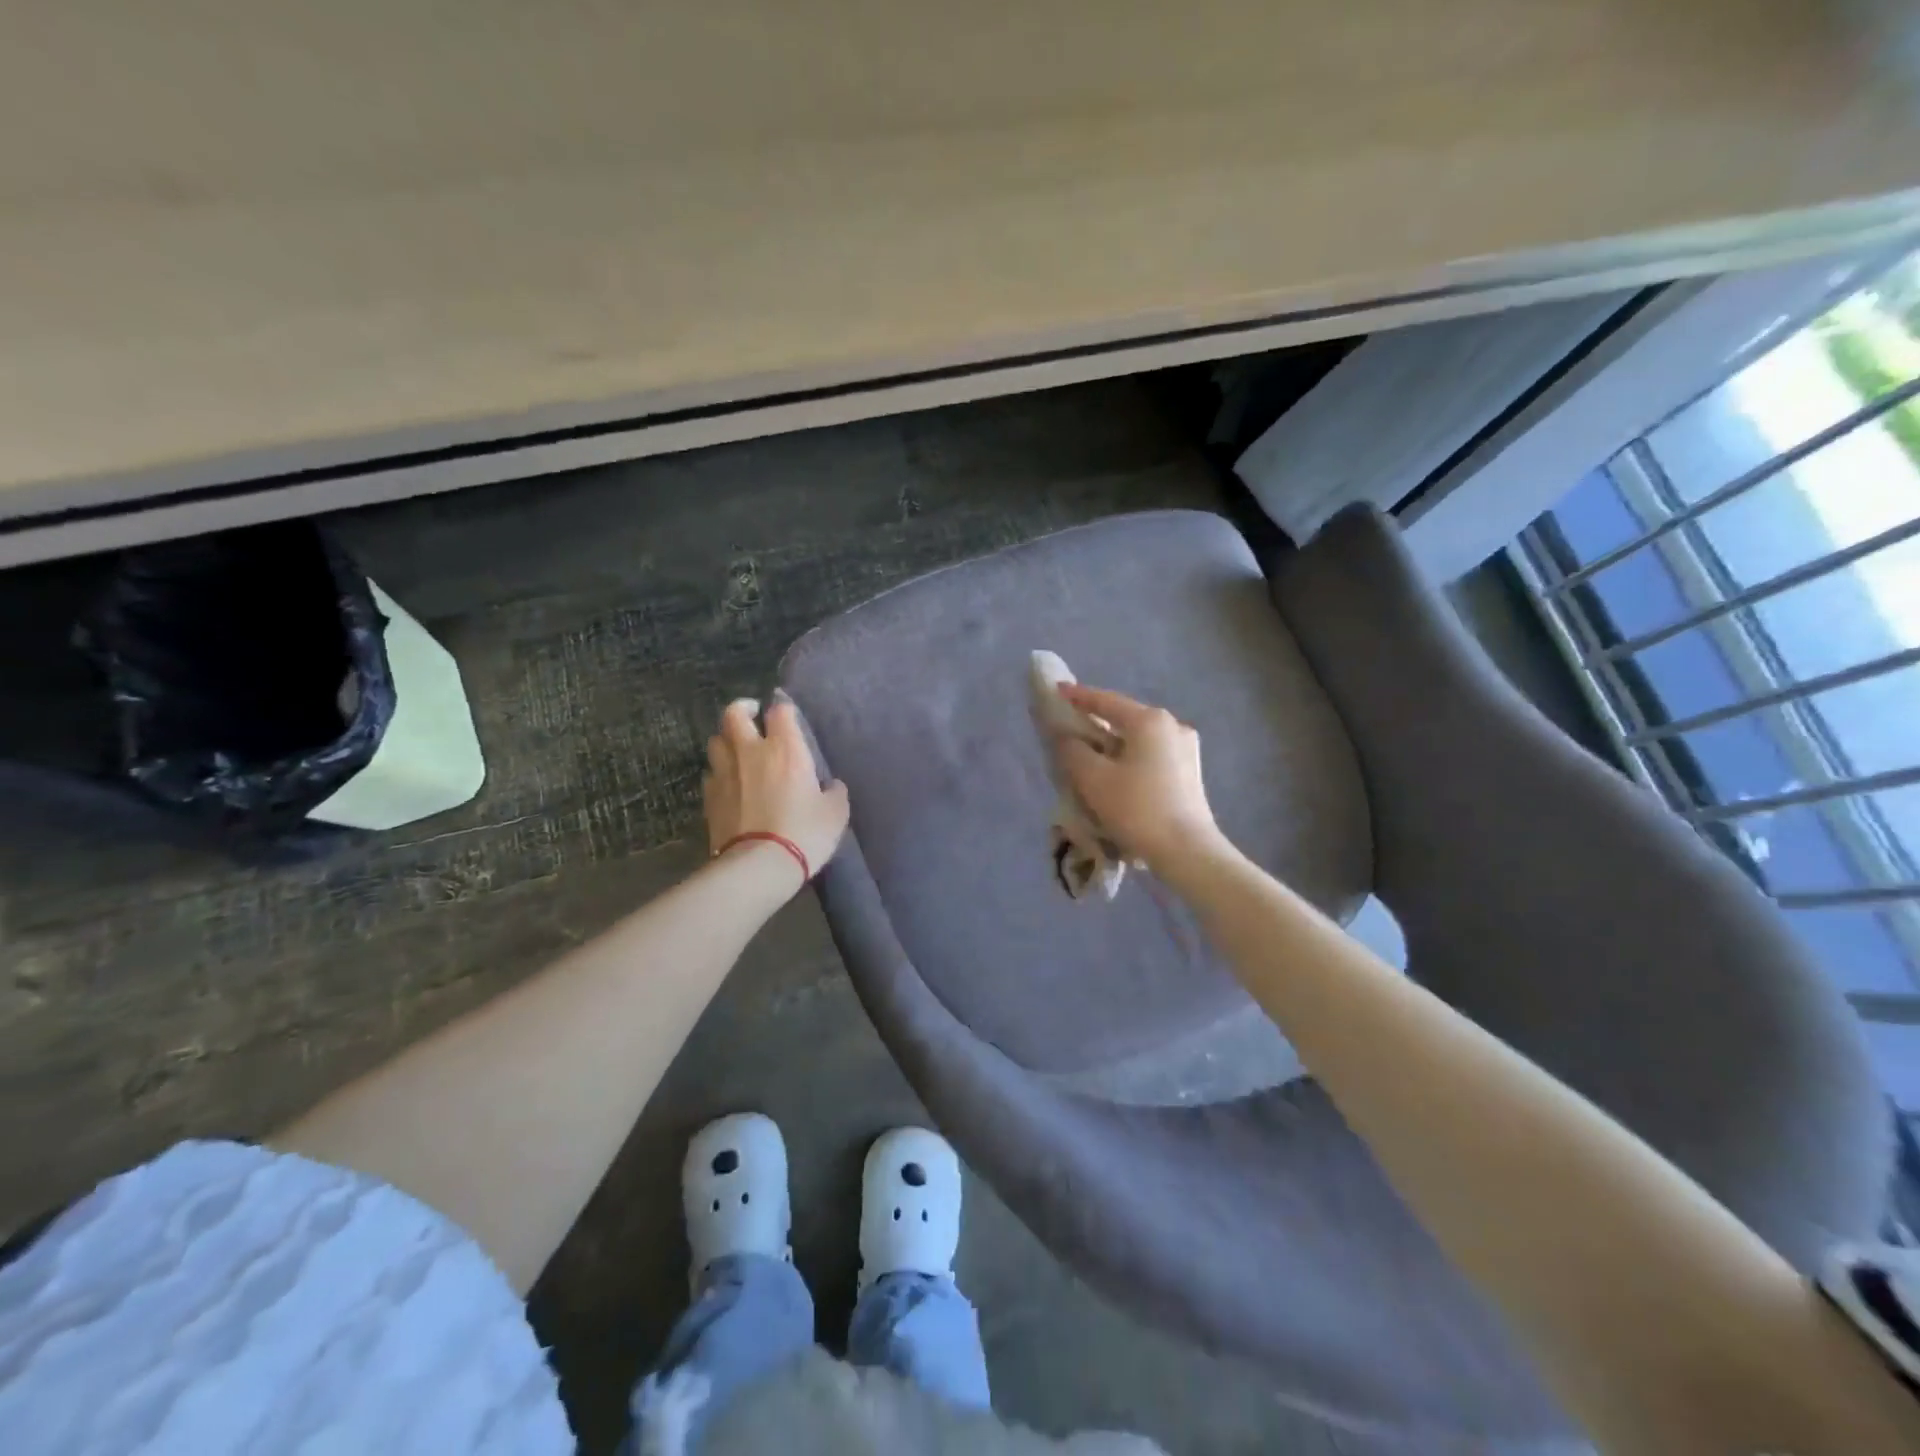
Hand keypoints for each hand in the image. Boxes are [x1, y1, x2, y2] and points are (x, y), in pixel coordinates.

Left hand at [703, 695, 849, 888]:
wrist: (759, 865)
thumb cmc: (804, 833)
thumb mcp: (835, 813)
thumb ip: (835, 793)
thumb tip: (833, 786)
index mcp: (785, 749)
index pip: (780, 711)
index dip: (784, 710)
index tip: (788, 717)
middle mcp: (750, 752)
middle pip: (734, 714)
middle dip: (743, 709)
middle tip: (752, 716)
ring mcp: (725, 773)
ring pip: (716, 740)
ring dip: (727, 740)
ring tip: (737, 750)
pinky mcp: (709, 796)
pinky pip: (710, 773)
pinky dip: (719, 772)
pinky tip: (728, 783)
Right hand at [1054, 683, 1222, 872]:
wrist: (1187, 851)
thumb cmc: (1137, 809)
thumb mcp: (1094, 779)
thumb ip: (1073, 751)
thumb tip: (1066, 737)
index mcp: (1149, 720)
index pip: (1106, 701)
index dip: (1078, 696)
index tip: (1057, 691)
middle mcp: (1172, 725)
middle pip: (1125, 718)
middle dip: (1097, 722)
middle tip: (1071, 726)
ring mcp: (1186, 748)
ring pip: (1138, 738)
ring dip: (1114, 743)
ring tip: (1091, 754)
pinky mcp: (1190, 771)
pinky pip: (1151, 754)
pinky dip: (1130, 757)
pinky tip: (1117, 773)